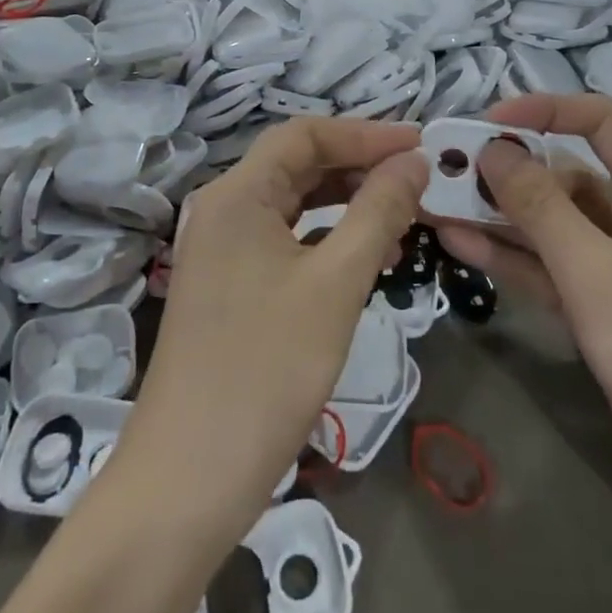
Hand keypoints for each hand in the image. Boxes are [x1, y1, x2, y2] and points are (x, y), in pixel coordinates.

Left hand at [119, 119, 426, 536]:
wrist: (189, 479)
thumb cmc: (267, 370)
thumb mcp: (336, 283)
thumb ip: (378, 212)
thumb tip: (415, 160)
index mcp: (237, 194)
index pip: (305, 134)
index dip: (365, 133)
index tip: (422, 145)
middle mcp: (223, 210)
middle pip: (298, 165)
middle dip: (360, 166)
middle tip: (419, 180)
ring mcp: (222, 251)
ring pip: (294, 205)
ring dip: (348, 204)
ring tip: (404, 218)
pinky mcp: (229, 287)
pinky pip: (285, 242)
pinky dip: (327, 239)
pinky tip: (367, 258)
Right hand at [431, 94, 611, 535]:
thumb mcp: (593, 270)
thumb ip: (538, 206)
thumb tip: (493, 150)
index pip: (600, 122)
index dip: (545, 110)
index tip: (489, 122)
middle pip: (565, 173)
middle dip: (507, 169)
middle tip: (445, 168)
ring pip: (550, 222)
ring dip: (497, 213)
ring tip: (435, 200)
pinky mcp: (600, 304)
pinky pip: (548, 264)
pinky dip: (509, 254)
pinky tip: (457, 241)